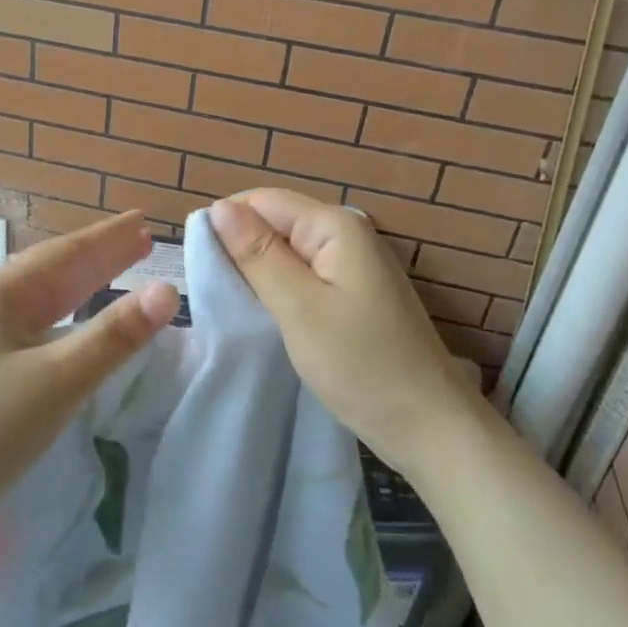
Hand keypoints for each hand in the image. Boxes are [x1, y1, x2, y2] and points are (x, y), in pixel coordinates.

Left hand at [0, 211, 179, 548]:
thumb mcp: (57, 379)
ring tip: (121, 273)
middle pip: (55, 272)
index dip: (108, 238)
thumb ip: (114, 336)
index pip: (66, 253)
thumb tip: (168, 291)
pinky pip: (38, 331)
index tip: (143, 221)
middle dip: (101, 256)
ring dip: (86, 287)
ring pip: (46, 303)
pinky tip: (79, 328)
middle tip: (143, 241)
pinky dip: (70, 321)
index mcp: (0, 295)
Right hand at [209, 191, 489, 483]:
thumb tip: (218, 208)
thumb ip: (257, 254)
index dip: (226, 224)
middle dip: (241, 249)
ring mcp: (353, 265)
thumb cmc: (360, 364)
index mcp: (335, 225)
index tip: (198, 264)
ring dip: (259, 271)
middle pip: (276, 222)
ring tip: (233, 305)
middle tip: (214, 293)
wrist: (429, 426)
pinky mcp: (353, 293)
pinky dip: (280, 289)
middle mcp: (346, 233)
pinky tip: (265, 314)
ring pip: (287, 251)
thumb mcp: (298, 307)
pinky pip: (304, 275)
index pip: (262, 200)